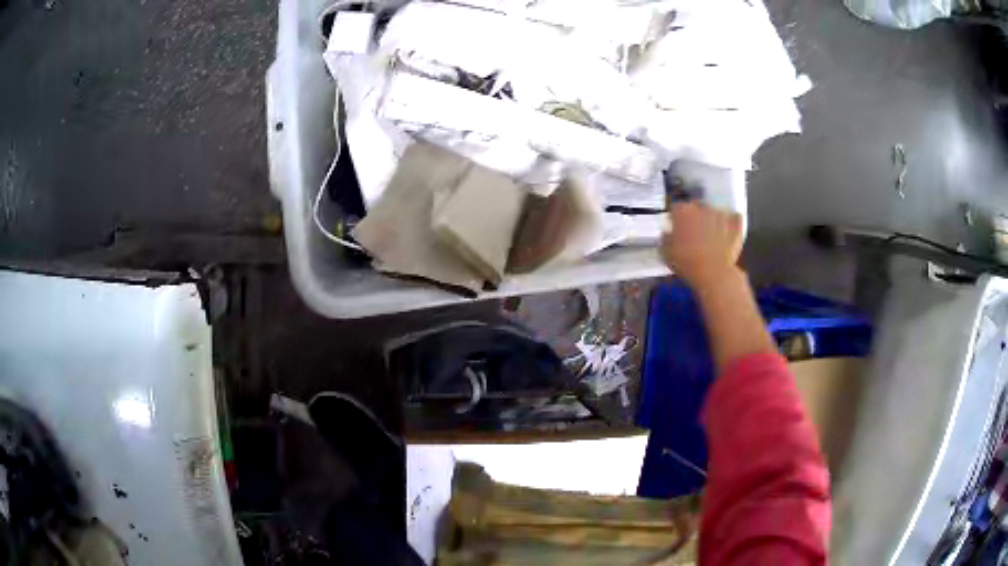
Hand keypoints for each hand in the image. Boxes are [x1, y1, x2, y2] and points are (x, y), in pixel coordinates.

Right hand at [661, 201, 743, 288]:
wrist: (714, 273)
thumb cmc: (687, 264)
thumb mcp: (665, 254)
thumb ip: (665, 238)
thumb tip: (667, 233)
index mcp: (682, 211)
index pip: (676, 208)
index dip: (676, 219)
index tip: (676, 229)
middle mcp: (701, 206)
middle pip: (696, 207)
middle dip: (695, 217)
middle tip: (695, 233)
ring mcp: (720, 212)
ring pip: (714, 212)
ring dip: (712, 220)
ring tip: (712, 236)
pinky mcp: (736, 221)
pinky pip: (732, 218)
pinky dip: (730, 224)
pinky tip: (728, 234)